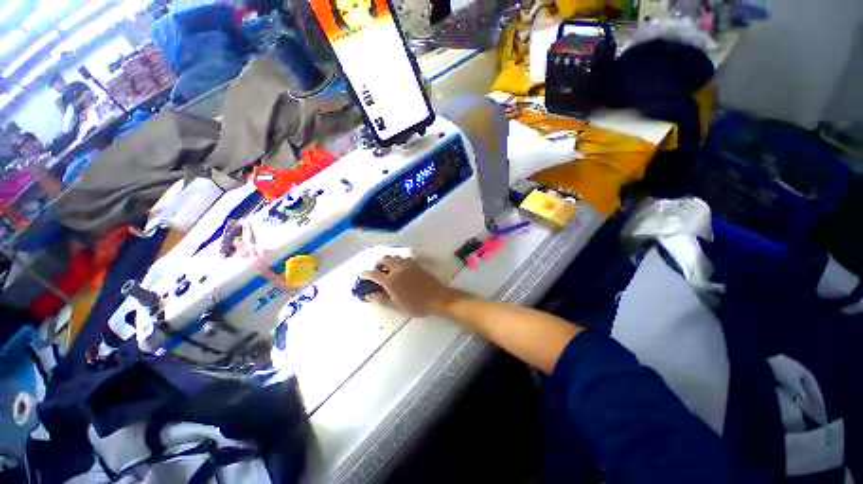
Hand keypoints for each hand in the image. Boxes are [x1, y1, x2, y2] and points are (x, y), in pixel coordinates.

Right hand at [361, 256, 458, 317]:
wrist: (438, 298)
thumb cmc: (416, 305)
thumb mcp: (397, 306)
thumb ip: (381, 299)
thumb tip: (368, 295)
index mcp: (390, 280)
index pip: (373, 274)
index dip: (365, 274)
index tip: (362, 276)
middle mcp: (397, 268)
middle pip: (383, 260)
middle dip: (377, 265)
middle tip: (377, 274)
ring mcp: (408, 264)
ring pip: (393, 257)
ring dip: (388, 261)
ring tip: (388, 271)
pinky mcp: (416, 264)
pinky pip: (403, 258)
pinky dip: (398, 261)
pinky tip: (400, 270)